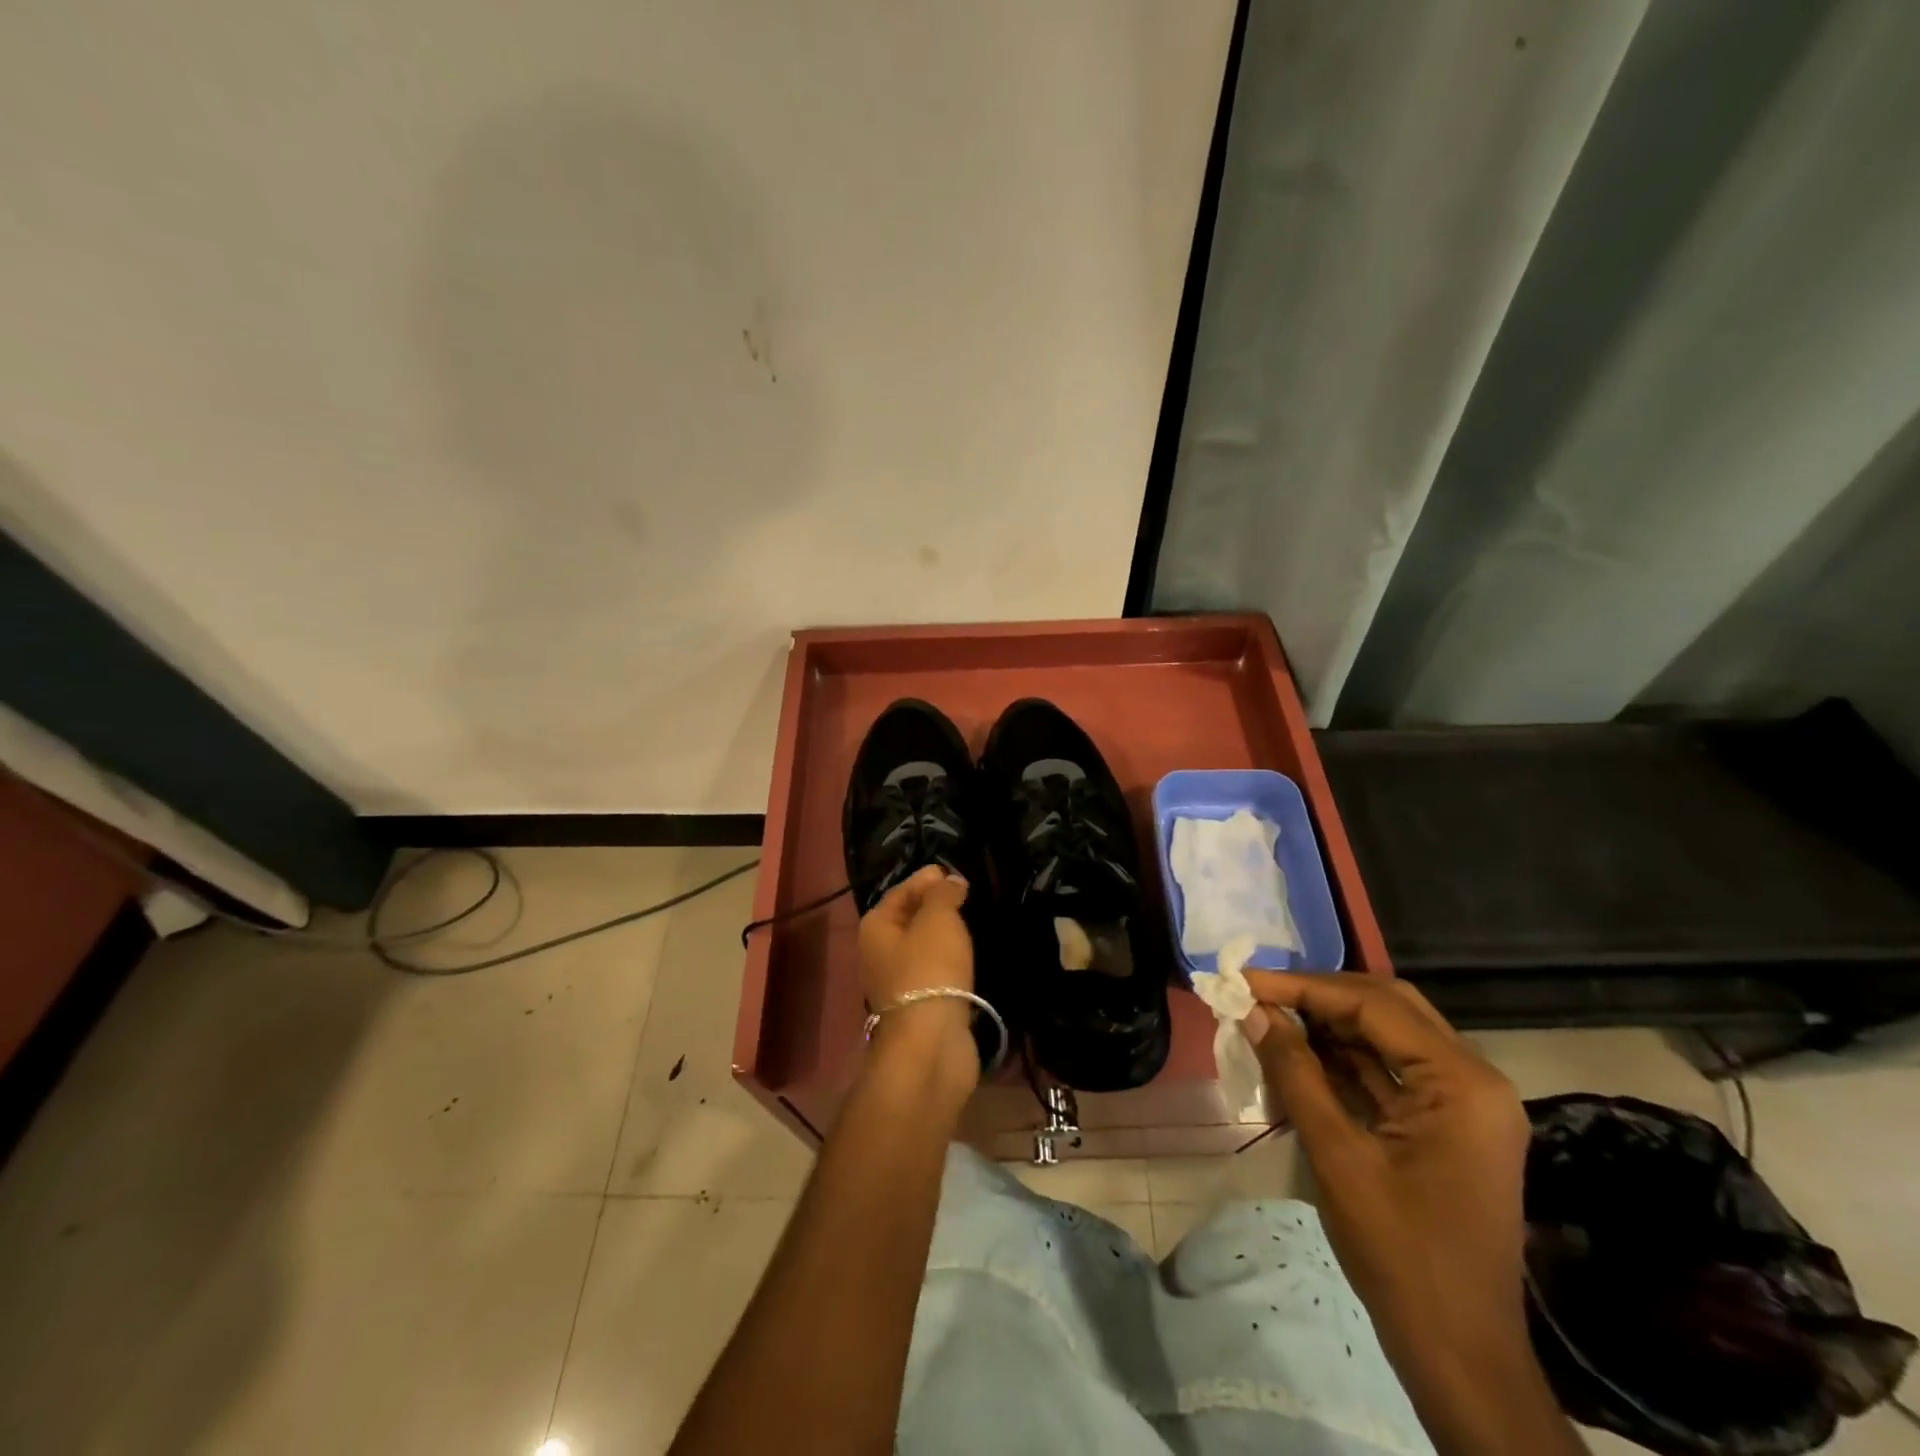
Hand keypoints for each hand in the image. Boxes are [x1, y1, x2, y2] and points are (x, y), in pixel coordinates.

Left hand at [857, 866, 976, 1088]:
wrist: (931, 1042)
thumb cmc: (929, 970)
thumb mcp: (938, 919)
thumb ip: (944, 894)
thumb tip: (950, 881)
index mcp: (876, 926)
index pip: (902, 889)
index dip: (928, 878)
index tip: (958, 873)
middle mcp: (879, 951)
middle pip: (911, 917)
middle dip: (937, 906)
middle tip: (971, 895)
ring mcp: (898, 981)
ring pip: (924, 947)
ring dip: (946, 935)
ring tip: (975, 921)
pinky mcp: (920, 1004)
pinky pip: (936, 971)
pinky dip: (951, 961)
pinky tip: (971, 955)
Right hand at [1243, 972, 1576, 1455]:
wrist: (1460, 1356)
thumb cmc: (1401, 1255)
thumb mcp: (1337, 1156)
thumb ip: (1294, 1072)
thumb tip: (1251, 1010)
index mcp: (1461, 1082)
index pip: (1373, 1005)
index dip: (1302, 986)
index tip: (1243, 979)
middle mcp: (1472, 1079)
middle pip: (1386, 1007)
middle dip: (1317, 996)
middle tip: (1257, 994)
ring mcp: (1463, 1103)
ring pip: (1386, 1034)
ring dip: (1327, 1025)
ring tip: (1267, 1019)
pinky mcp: (1447, 1124)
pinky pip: (1389, 1070)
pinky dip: (1342, 1059)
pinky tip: (1297, 1056)